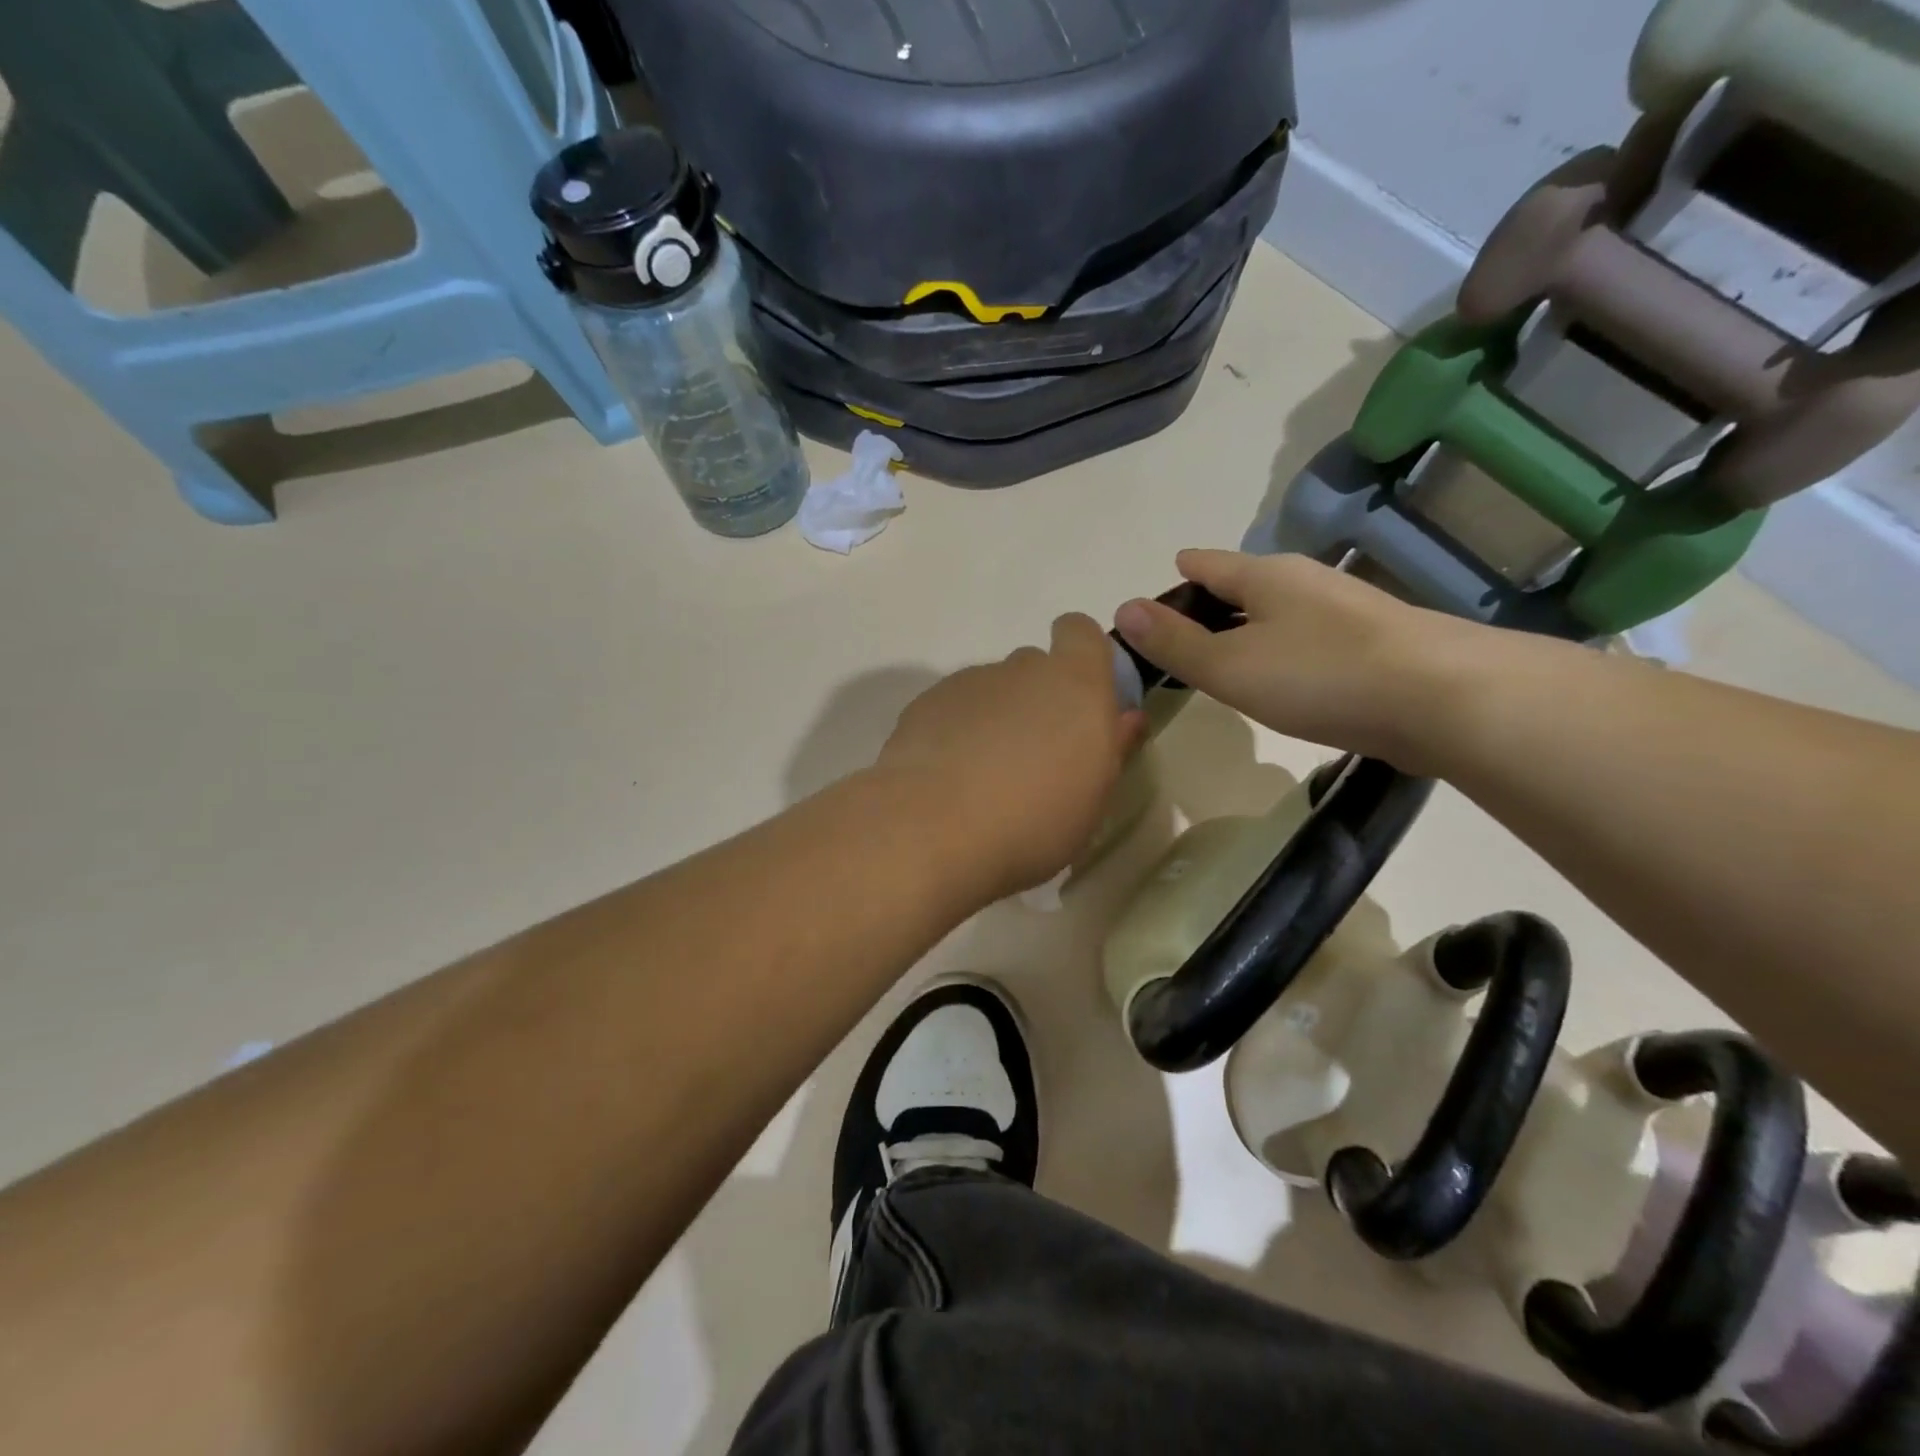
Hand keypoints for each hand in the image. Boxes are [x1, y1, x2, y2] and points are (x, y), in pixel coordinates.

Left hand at [876, 614, 1145, 897]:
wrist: (933, 829)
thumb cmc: (1033, 822)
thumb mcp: (1093, 799)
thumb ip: (1112, 747)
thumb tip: (1125, 718)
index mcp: (1075, 685)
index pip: (1081, 632)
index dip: (1081, 655)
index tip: (1079, 697)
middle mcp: (1021, 670)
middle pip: (1034, 667)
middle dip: (1038, 700)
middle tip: (1034, 755)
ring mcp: (969, 683)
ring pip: (991, 690)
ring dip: (996, 718)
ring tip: (985, 776)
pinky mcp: (925, 703)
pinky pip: (953, 708)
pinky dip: (957, 731)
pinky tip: (949, 777)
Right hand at [1112, 550, 1489, 772]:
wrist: (1443, 700)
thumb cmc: (1319, 675)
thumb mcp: (1230, 665)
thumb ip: (1174, 642)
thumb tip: (1122, 609)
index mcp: (1264, 575)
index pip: (1207, 564)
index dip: (1179, 576)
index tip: (1159, 591)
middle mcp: (1304, 581)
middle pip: (1243, 585)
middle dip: (1210, 605)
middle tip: (1180, 641)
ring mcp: (1343, 610)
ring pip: (1277, 613)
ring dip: (1247, 630)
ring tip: (1223, 662)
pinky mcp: (1372, 643)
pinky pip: (1305, 639)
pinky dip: (1280, 651)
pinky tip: (1281, 680)